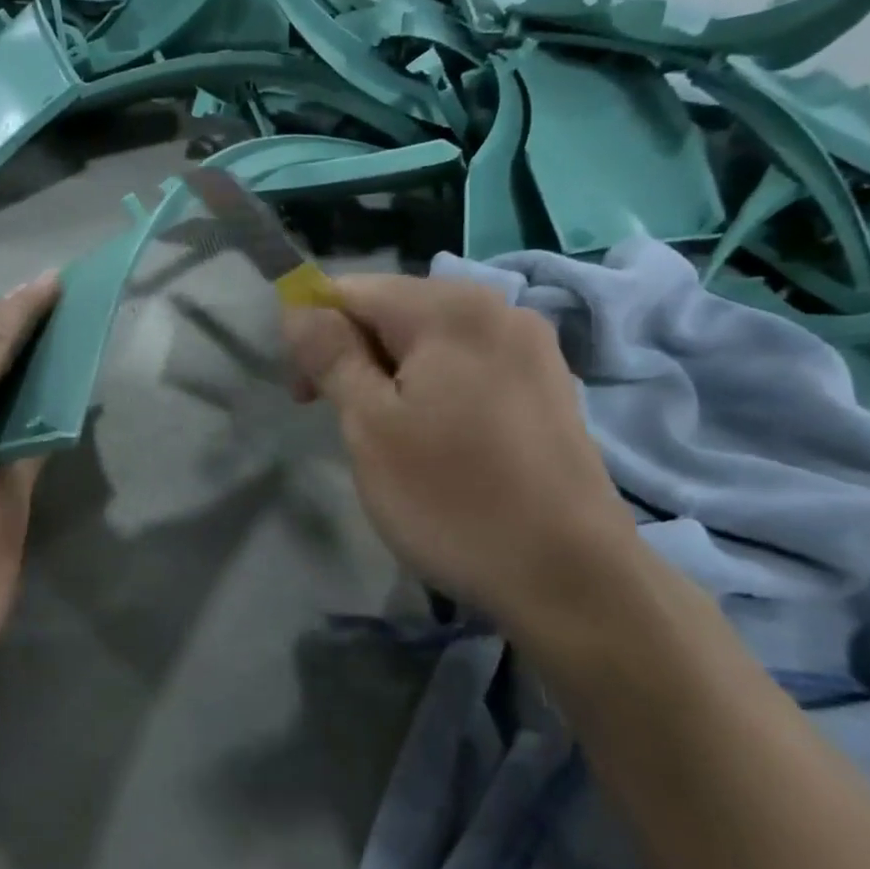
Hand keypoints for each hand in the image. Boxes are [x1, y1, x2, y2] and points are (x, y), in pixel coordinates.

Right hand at [282, 274, 638, 633]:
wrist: (570, 578)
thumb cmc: (452, 498)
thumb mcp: (369, 425)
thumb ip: (330, 355)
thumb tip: (299, 307)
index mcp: (450, 308)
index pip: (352, 290)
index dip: (313, 334)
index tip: (306, 396)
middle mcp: (498, 309)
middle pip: (394, 311)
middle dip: (354, 356)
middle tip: (344, 423)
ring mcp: (532, 348)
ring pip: (430, 342)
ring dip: (392, 377)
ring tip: (392, 440)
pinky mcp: (550, 387)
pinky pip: (468, 367)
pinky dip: (435, 390)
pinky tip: (440, 443)